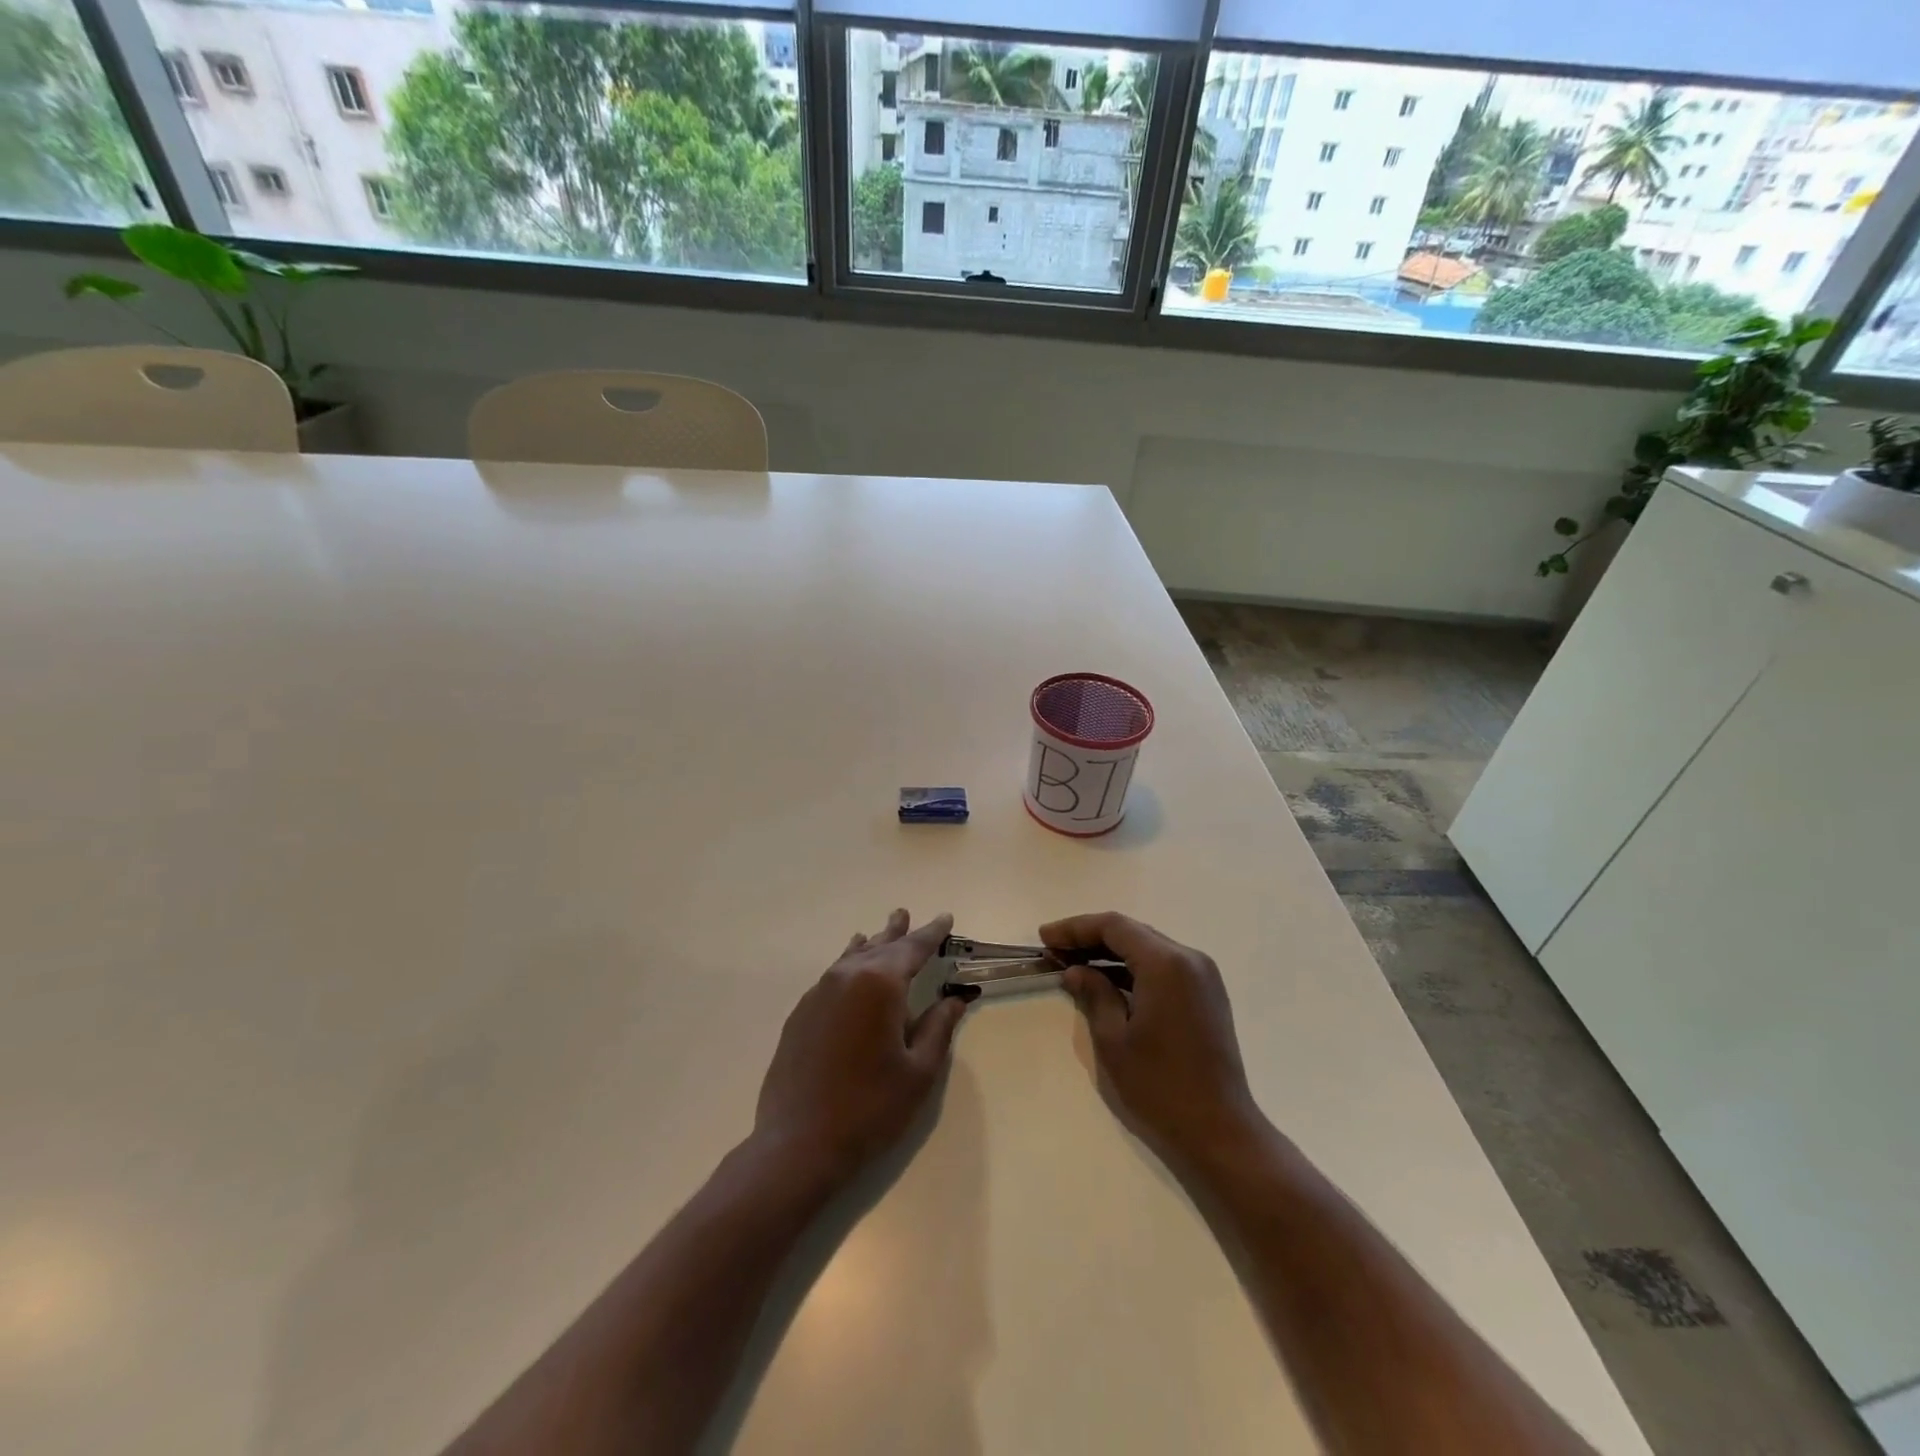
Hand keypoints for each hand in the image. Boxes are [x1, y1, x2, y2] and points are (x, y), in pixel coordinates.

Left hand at [752, 910, 971, 1188]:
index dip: (932, 933)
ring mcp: (819, 993)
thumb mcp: (918, 1071)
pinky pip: (832, 975)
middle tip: (908, 914)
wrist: (799, 1143)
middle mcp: (847, 977)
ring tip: (881, 930)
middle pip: (879, 946)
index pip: (913, 948)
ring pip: (852, 957)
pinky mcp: (801, 1013)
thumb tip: (955, 998)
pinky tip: (849, 966)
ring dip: (871, 944)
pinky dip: (848, 964)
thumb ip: (939, 1027)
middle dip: (899, 932)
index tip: (946, 918)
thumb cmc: (870, 1108)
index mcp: (880, 984)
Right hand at [1043, 912, 1266, 1169]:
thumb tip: (1076, 971)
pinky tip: (1108, 982)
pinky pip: (1164, 966)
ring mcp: (1203, 976)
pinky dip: (1134, 968)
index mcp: (1166, 963)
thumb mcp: (1114, 1040)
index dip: (1075, 928)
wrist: (1221, 1131)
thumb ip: (1094, 995)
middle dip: (1091, 938)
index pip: (1114, 926)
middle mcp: (1189, 959)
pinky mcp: (1207, 995)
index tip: (1045, 938)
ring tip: (1074, 965)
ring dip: (1111, 952)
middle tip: (1054, 950)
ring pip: (1148, 948)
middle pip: (1133, 932)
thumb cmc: (1160, 1086)